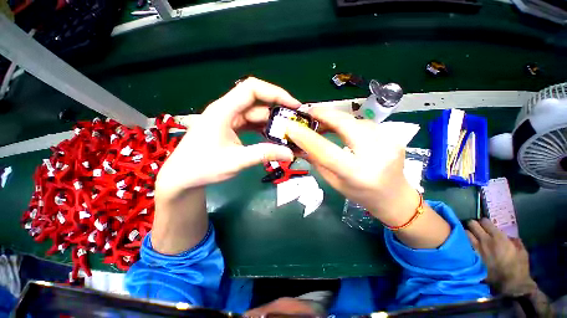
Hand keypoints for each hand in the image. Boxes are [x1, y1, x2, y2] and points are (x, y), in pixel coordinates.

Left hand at [152, 78, 300, 253]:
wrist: (182, 177)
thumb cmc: (202, 167)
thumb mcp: (235, 161)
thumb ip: (263, 155)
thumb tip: (290, 153)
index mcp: (224, 110)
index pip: (252, 89)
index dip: (275, 92)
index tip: (293, 105)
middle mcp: (227, 110)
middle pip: (257, 101)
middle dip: (278, 109)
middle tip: (295, 121)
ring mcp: (229, 119)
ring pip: (256, 114)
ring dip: (272, 122)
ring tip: (289, 132)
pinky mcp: (231, 128)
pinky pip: (252, 123)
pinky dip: (264, 129)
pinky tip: (274, 137)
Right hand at [286, 108, 450, 248]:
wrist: (395, 197)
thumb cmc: (360, 194)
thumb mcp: (333, 182)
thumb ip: (317, 162)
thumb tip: (299, 145)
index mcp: (357, 173)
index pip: (326, 150)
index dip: (306, 136)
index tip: (290, 126)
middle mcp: (376, 155)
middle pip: (345, 124)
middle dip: (323, 114)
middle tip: (308, 113)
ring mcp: (389, 142)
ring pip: (354, 120)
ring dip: (335, 119)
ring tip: (322, 123)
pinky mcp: (394, 136)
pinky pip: (364, 123)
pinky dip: (348, 123)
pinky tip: (342, 129)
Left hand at [467, 218, 536, 294]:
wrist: (511, 284)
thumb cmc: (519, 268)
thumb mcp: (522, 251)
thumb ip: (514, 241)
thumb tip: (508, 236)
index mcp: (498, 237)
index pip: (484, 221)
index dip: (484, 222)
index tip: (485, 225)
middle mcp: (484, 240)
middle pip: (471, 224)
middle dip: (473, 224)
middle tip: (476, 229)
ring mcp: (475, 248)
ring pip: (465, 232)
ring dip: (467, 233)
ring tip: (470, 236)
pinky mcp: (470, 257)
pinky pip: (463, 244)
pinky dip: (464, 243)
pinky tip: (466, 245)